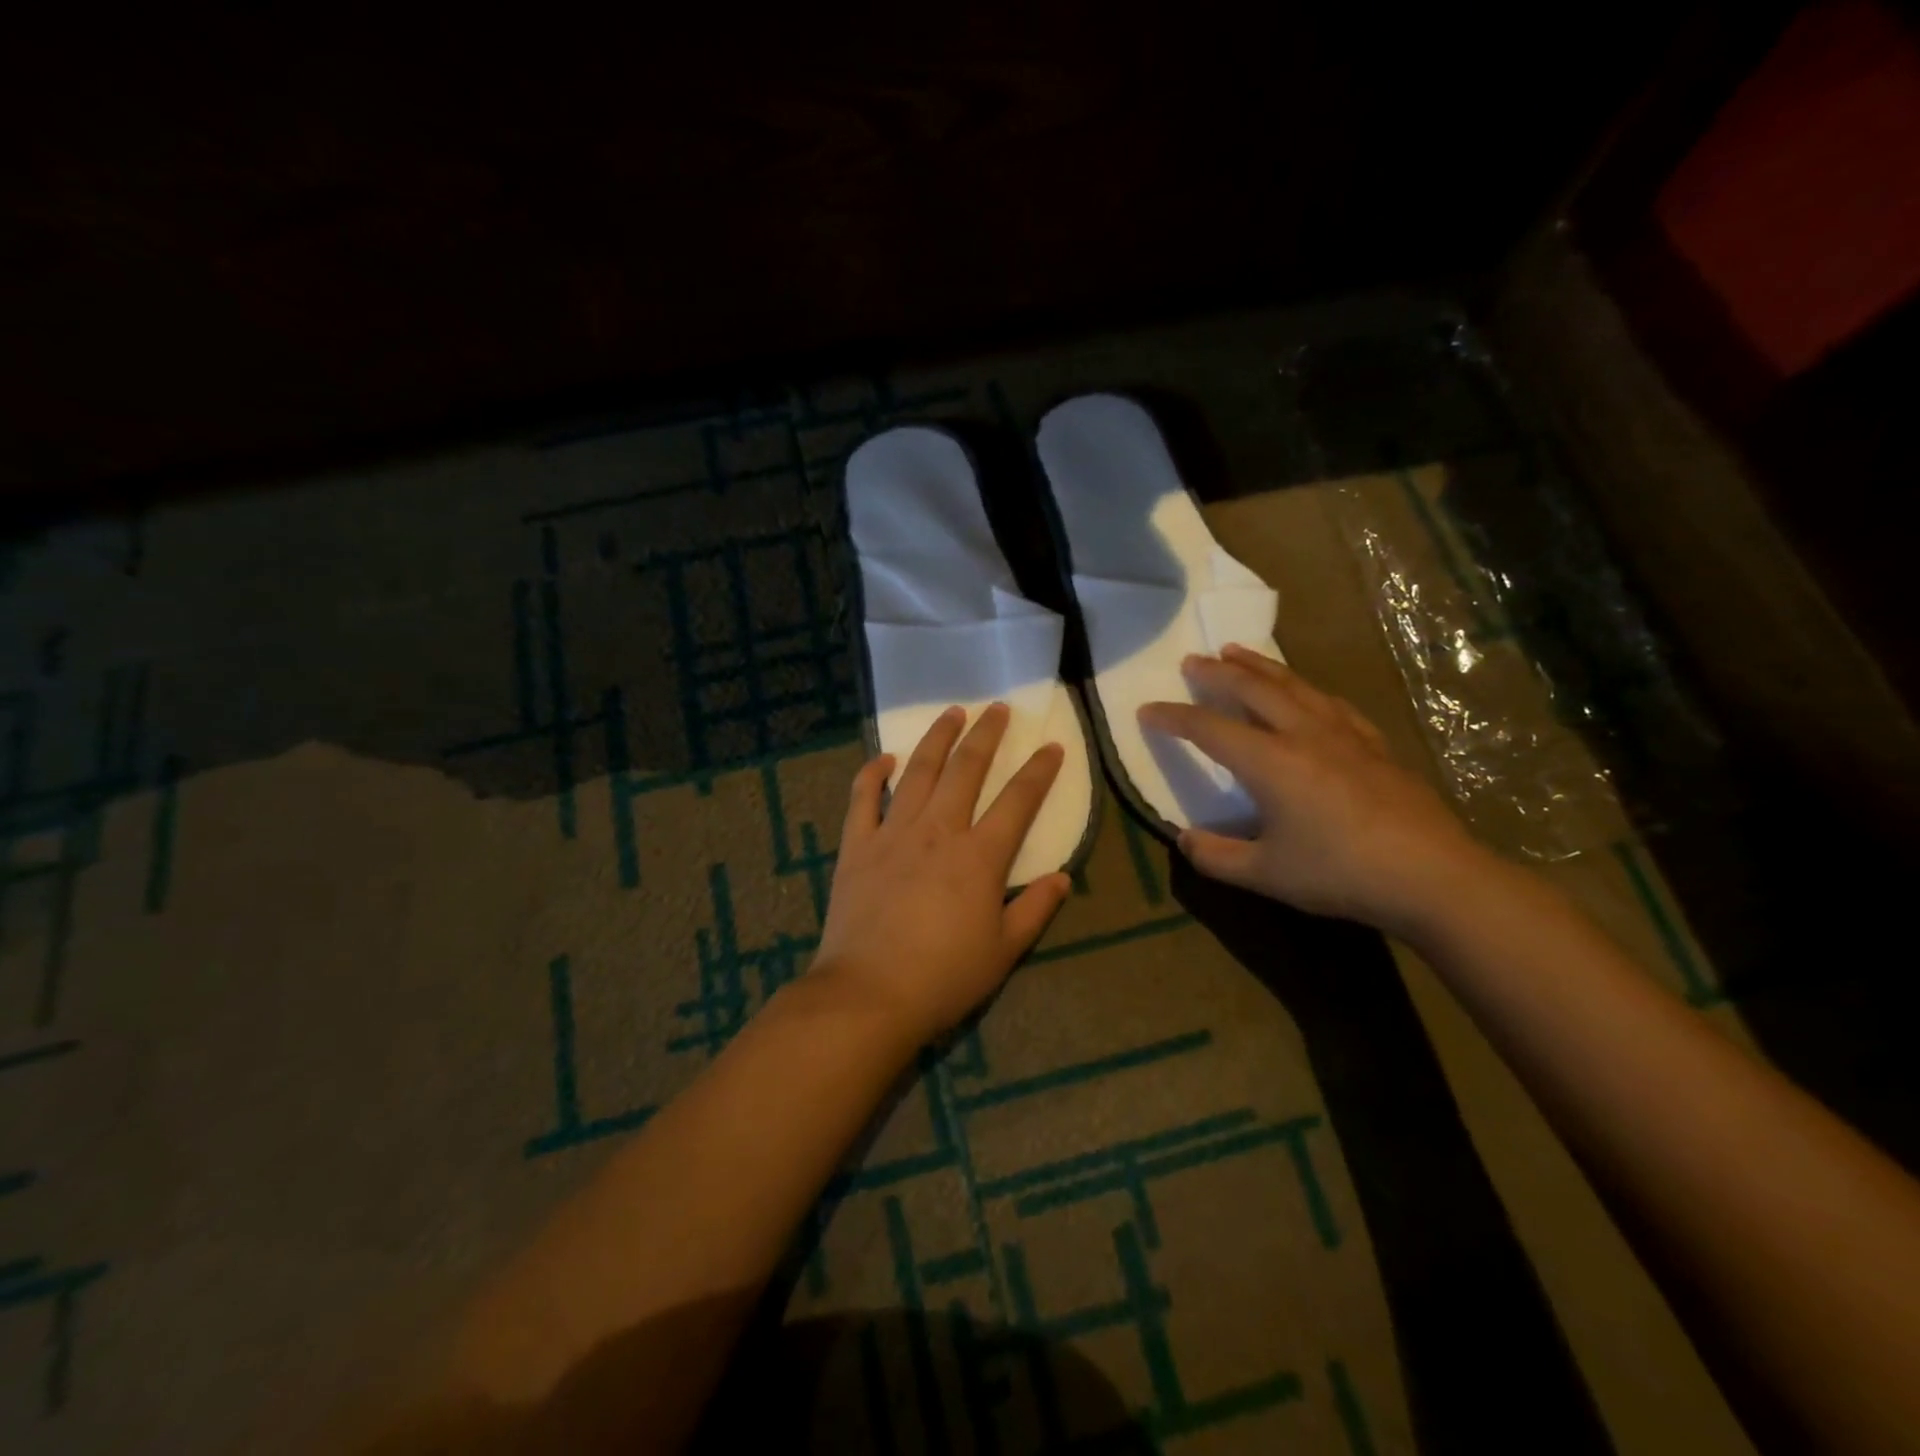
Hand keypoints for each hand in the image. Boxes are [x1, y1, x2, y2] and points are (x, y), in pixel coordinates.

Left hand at [811, 703, 1072, 1045]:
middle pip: (966, 770)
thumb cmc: (944, 977)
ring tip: (951, 714)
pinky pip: (863, 799)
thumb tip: (1063, 877)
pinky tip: (883, 757)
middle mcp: (938, 831)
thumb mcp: (1003, 951)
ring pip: (918, 772)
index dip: (1038, 771)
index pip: (1018, 801)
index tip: (1052, 746)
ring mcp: (893, 833)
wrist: (869, 994)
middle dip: (985, 735)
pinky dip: (872, 774)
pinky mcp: (857, 846)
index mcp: (979, 856)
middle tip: (996, 709)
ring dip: (936, 739)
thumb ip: (1035, 909)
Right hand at [1139, 646, 1486, 935]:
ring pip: (1293, 685)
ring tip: (1237, 652)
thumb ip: (1216, 856)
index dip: (1173, 718)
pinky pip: (1330, 702)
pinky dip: (1306, 688)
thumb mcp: (1265, 875)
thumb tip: (1183, 839)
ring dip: (1260, 666)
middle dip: (1217, 673)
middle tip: (1192, 660)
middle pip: (1253, 689)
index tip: (1146, 710)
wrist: (1432, 876)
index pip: (1209, 729)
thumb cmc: (1340, 873)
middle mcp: (1303, 734)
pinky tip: (1306, 691)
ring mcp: (1343, 735)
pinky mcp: (1374, 745)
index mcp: (1270, 762)